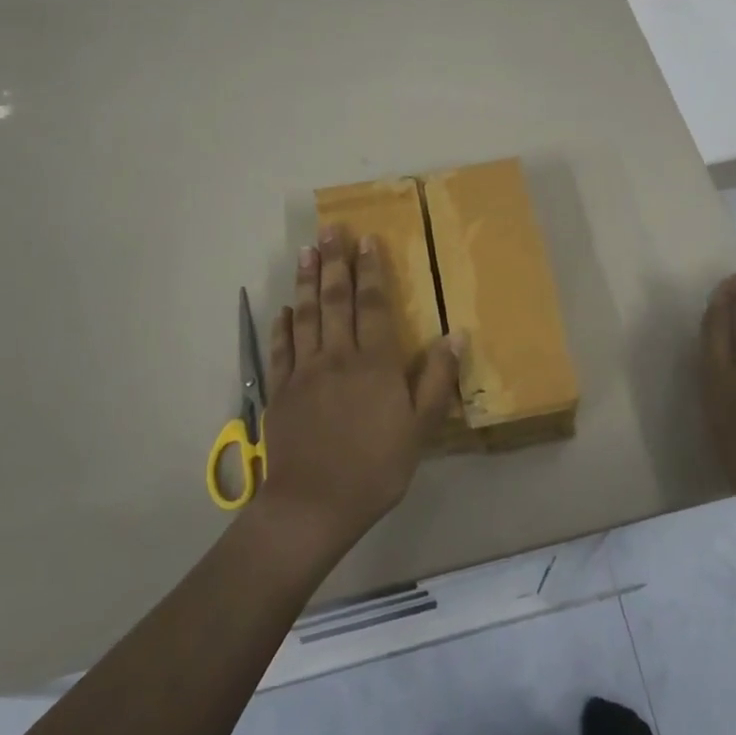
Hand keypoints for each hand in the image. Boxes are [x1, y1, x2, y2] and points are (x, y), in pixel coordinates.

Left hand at [255, 227, 458, 561]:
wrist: (313, 505)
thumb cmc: (376, 468)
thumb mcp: (420, 428)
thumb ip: (436, 379)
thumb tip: (455, 334)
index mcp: (374, 362)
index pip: (374, 304)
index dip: (371, 270)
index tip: (366, 239)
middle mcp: (338, 356)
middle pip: (336, 300)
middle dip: (335, 262)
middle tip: (330, 229)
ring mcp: (304, 371)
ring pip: (306, 315)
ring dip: (307, 281)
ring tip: (306, 251)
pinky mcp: (280, 391)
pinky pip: (281, 349)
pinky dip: (283, 325)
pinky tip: (284, 309)